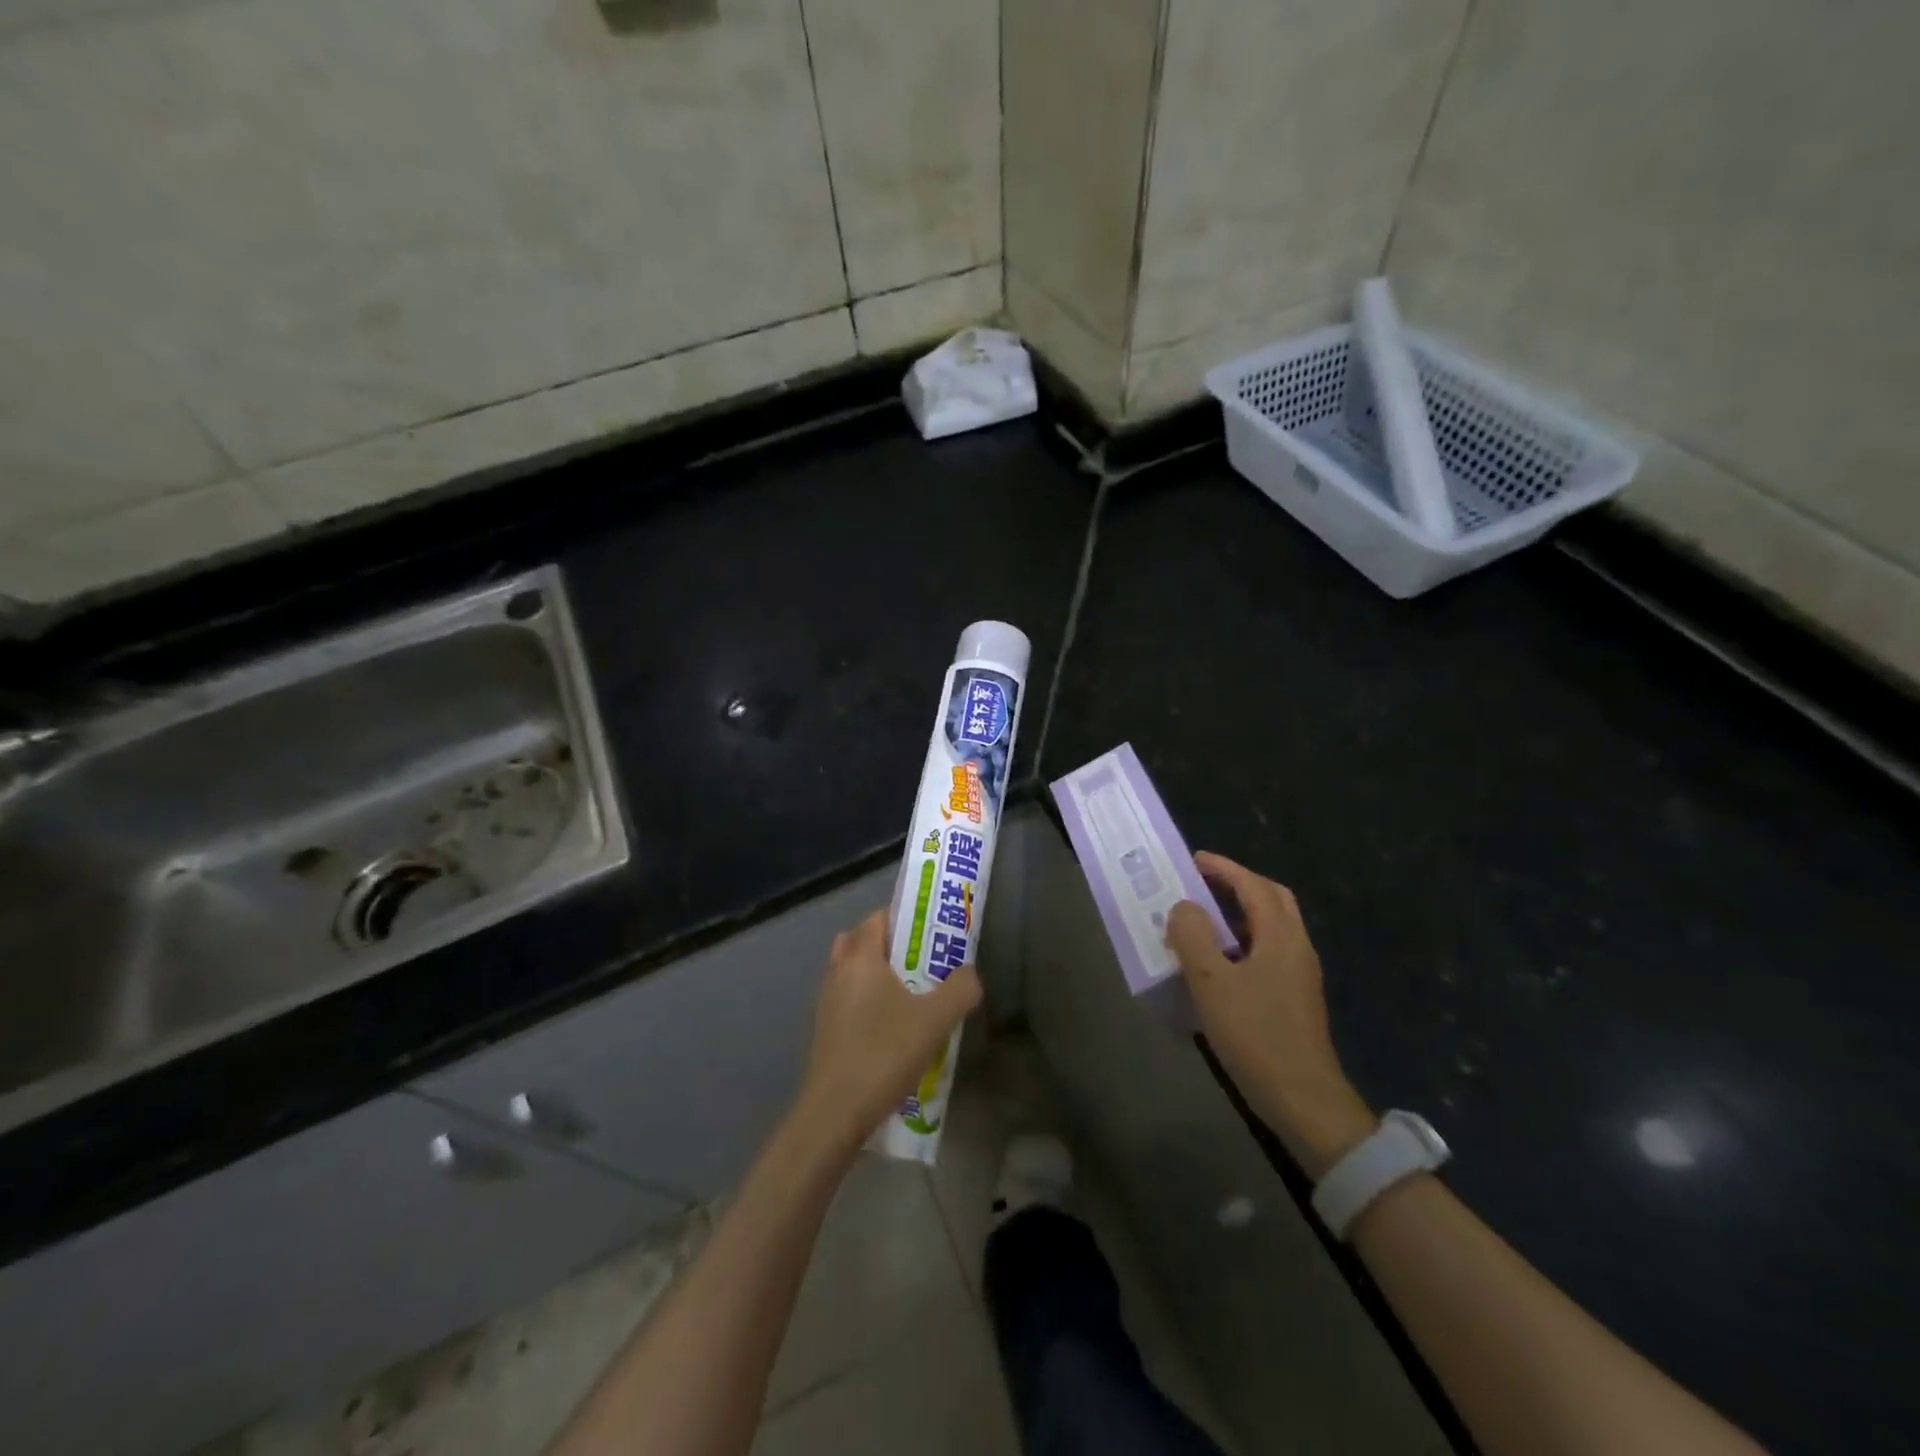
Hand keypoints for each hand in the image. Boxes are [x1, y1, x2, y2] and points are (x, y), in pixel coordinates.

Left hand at [796, 908, 981, 1152]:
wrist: (834, 1113)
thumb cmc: (884, 1053)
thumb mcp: (936, 1020)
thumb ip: (961, 989)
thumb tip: (970, 974)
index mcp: (860, 958)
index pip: (877, 918)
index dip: (904, 918)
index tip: (930, 932)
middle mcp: (837, 972)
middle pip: (860, 940)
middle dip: (889, 944)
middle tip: (920, 960)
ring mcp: (826, 1002)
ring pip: (851, 971)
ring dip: (876, 973)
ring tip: (909, 994)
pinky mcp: (824, 1030)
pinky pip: (846, 998)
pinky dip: (866, 999)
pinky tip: (891, 1026)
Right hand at [1165, 853, 1374, 1176]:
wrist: (1303, 1100)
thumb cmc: (1255, 1035)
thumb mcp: (1212, 982)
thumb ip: (1193, 936)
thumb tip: (1183, 907)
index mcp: (1281, 937)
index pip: (1253, 886)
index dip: (1224, 868)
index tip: (1193, 860)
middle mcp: (1296, 948)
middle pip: (1272, 900)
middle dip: (1238, 884)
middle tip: (1202, 883)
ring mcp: (1299, 975)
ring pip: (1271, 927)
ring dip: (1240, 913)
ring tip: (1202, 919)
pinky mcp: (1294, 998)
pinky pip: (1268, 951)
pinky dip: (1242, 940)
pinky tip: (1218, 963)